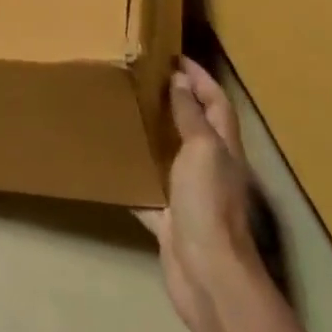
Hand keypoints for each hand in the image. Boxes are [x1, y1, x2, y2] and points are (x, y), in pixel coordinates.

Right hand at [138, 57, 258, 331]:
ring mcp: (189, 196)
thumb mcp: (202, 150)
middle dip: (175, 101)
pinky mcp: (168, 220)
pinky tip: (108, 168)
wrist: (208, 276)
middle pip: (195, 126)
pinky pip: (147, 193)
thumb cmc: (208, 204)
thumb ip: (191, 117)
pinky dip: (132, 180)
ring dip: (152, 136)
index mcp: (223, 148)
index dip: (199, 77)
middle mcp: (209, 168)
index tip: (172, 55)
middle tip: (140, 78)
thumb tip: (179, 81)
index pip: (216, 101)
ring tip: (122, 112)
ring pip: (170, 157)